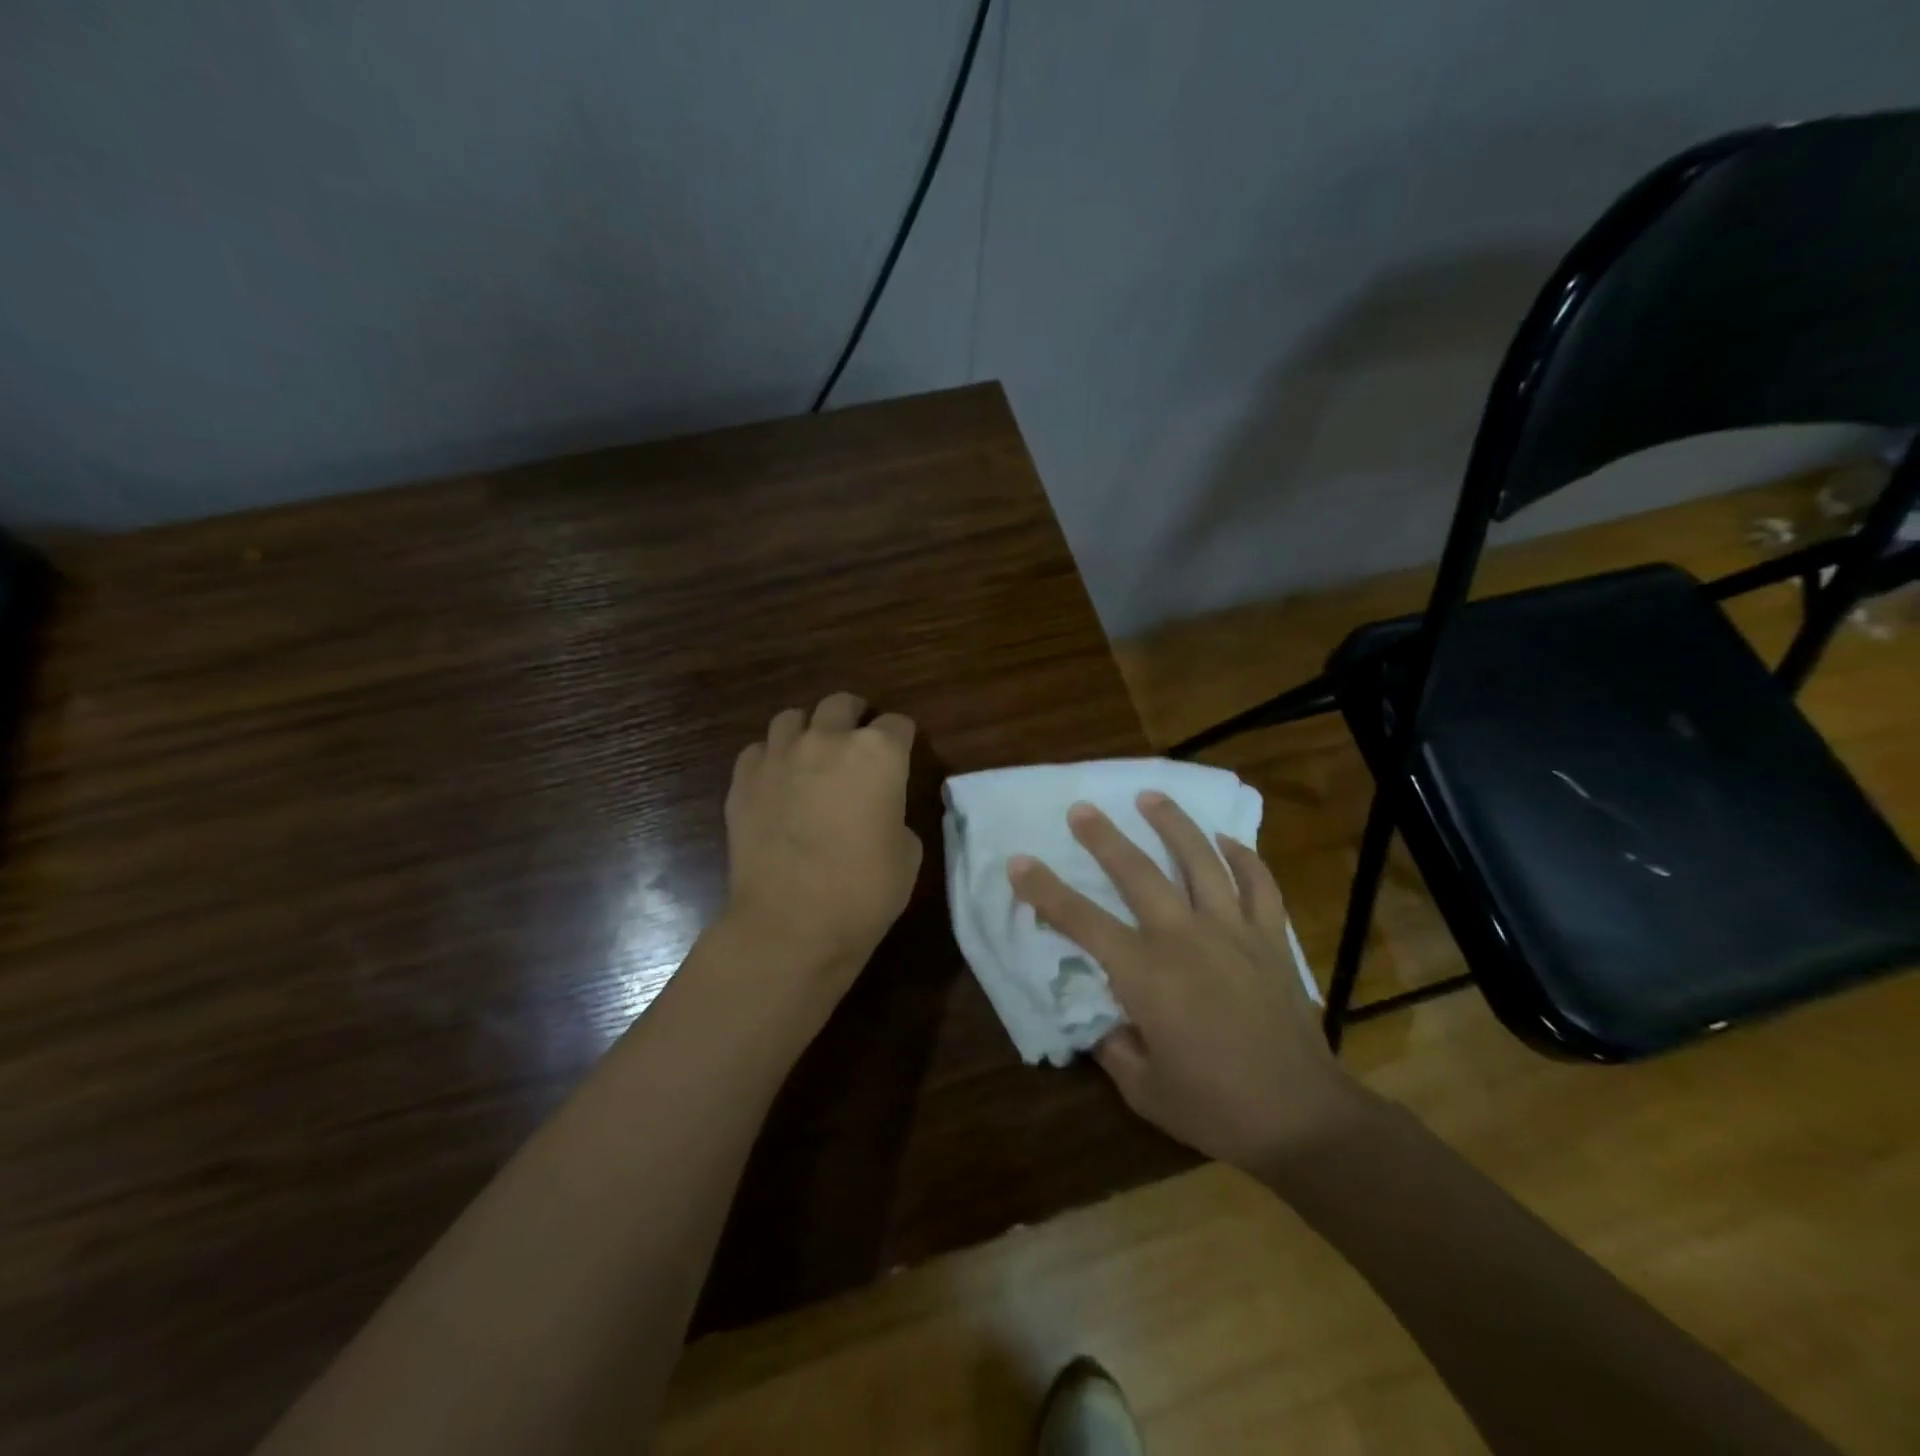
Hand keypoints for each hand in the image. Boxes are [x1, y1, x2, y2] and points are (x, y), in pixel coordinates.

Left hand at [722, 692, 922, 998]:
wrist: (790, 925)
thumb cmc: (864, 892)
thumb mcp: (907, 853)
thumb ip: (894, 814)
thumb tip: (878, 810)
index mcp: (878, 753)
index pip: (898, 724)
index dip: (902, 740)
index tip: (901, 758)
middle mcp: (827, 740)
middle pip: (841, 704)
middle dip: (854, 718)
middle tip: (856, 745)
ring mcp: (778, 756)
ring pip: (792, 718)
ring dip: (808, 731)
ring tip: (811, 757)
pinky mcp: (743, 780)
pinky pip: (758, 751)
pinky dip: (771, 759)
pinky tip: (777, 784)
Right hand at [1007, 792, 1360, 1171]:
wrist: (1303, 1118)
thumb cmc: (1216, 1109)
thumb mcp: (1144, 1089)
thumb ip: (1114, 1046)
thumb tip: (1102, 1020)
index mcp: (1146, 975)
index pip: (1082, 921)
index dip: (1045, 891)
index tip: (1018, 863)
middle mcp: (1185, 938)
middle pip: (1138, 873)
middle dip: (1104, 837)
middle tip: (1081, 809)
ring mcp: (1233, 932)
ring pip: (1200, 860)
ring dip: (1173, 824)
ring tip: (1151, 796)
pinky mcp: (1270, 939)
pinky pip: (1259, 883)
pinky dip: (1243, 856)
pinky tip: (1226, 839)